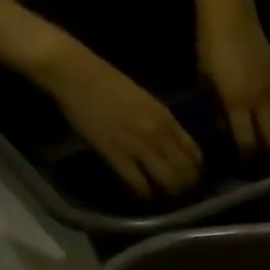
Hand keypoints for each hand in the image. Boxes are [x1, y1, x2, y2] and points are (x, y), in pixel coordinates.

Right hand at [30, 35, 202, 197]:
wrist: (72, 71)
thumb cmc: (108, 82)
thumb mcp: (147, 101)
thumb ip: (163, 124)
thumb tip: (175, 147)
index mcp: (167, 119)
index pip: (196, 155)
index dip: (197, 171)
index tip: (192, 178)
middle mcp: (159, 135)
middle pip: (187, 174)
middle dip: (187, 188)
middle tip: (181, 195)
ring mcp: (138, 146)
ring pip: (169, 183)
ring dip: (170, 195)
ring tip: (165, 198)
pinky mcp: (116, 155)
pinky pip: (140, 185)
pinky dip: (145, 195)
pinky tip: (144, 196)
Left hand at [197, 0, 269, 156]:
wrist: (230, 9)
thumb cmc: (210, 42)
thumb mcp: (205, 78)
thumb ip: (216, 108)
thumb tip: (224, 130)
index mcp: (236, 100)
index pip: (248, 142)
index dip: (248, 159)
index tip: (245, 166)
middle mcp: (260, 100)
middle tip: (267, 164)